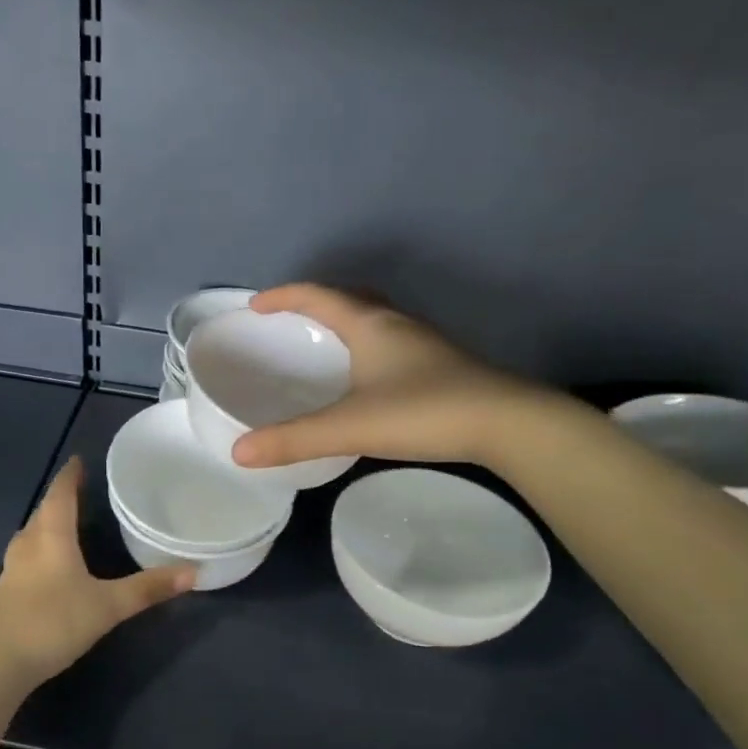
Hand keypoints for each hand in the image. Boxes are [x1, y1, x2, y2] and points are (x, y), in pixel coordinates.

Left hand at [0, 458, 192, 687]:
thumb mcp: (107, 606)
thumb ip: (147, 588)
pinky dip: (43, 549)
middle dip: (62, 498)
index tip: (79, 460)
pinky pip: (28, 556)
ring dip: (50, 524)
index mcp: (51, 535)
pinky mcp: (5, 592)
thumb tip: (193, 571)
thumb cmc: (52, 622)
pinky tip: (54, 564)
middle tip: (85, 491)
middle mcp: (28, 543)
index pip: (60, 493)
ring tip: (71, 523)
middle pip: (45, 511)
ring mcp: (12, 568)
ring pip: (33, 534)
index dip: (70, 475)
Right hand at [232, 284, 561, 471]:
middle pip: (350, 298)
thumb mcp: (350, 427)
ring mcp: (423, 343)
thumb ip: (294, 439)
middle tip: (290, 321)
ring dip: (345, 323)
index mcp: (370, 324)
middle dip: (315, 303)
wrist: (508, 424)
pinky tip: (366, 378)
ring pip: (375, 319)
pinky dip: (367, 347)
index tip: (255, 305)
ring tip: (323, 346)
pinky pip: (391, 342)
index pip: (318, 296)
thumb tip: (239, 452)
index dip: (283, 296)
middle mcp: (396, 323)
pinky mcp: (441, 364)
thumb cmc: (425, 412)